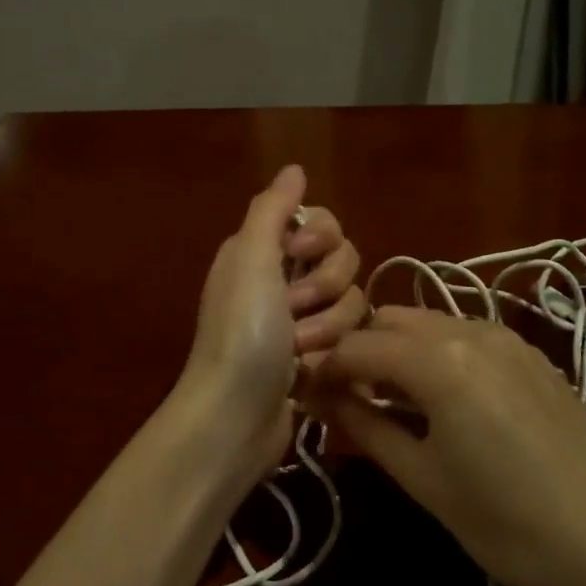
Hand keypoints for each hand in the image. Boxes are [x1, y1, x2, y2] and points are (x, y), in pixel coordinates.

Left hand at [173, 165, 365, 483]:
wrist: (234, 416)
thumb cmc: (241, 331)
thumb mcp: (250, 258)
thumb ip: (273, 208)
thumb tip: (294, 168)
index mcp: (262, 251)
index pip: (321, 222)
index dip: (322, 237)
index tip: (300, 254)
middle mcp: (281, 279)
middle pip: (343, 261)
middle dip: (326, 286)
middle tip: (293, 309)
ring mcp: (299, 321)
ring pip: (351, 302)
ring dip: (328, 326)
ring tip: (299, 349)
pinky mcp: (316, 356)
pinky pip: (348, 338)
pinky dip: (332, 352)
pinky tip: (311, 370)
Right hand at [311, 307, 585, 585]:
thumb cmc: (511, 525)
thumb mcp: (425, 481)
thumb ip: (367, 428)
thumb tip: (322, 400)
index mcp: (436, 358)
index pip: (356, 346)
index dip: (323, 369)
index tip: (305, 395)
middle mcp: (469, 328)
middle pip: (390, 321)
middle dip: (359, 351)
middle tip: (343, 399)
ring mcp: (507, 338)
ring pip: (428, 323)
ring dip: (397, 350)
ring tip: (387, 401)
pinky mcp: (532, 356)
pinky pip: (465, 336)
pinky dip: (436, 354)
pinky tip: (440, 400)